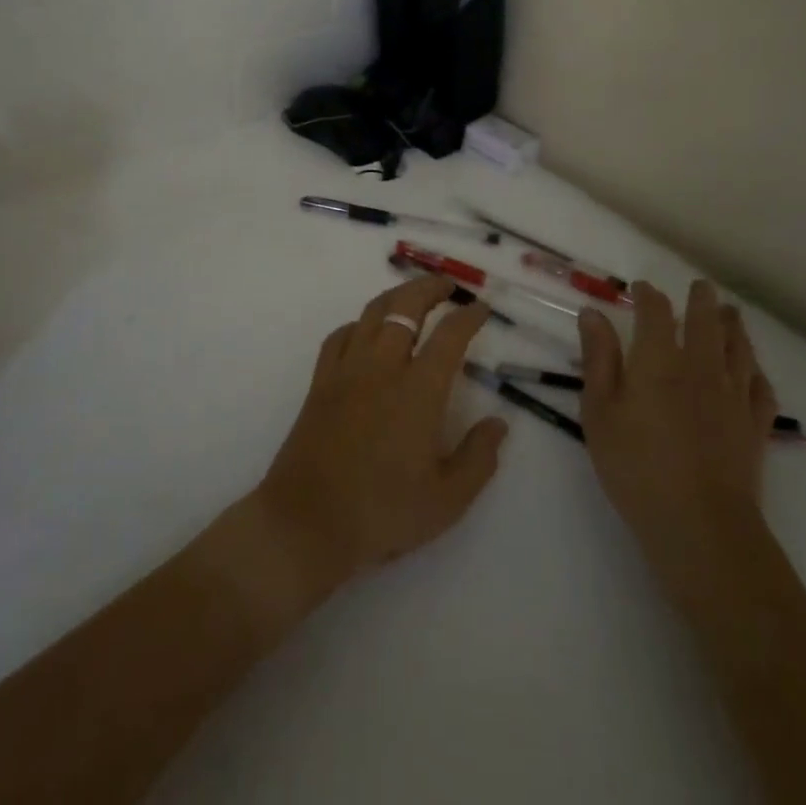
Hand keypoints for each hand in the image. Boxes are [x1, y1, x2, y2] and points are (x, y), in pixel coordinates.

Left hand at [251, 275, 509, 593]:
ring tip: (412, 296)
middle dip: (430, 288)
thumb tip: (499, 424)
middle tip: (448, 285)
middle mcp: (382, 367)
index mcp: (418, 391)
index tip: (482, 308)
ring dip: (396, 296)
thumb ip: (479, 458)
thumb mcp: (447, 501)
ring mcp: (347, 370)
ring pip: (372, 313)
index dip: (469, 316)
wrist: (307, 521)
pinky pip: (340, 335)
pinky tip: (365, 331)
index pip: (449, 336)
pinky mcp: (320, 381)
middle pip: (405, 307)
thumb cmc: (382, 513)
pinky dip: (359, 323)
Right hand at [578, 279, 777, 565]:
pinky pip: (761, 387)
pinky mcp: (755, 426)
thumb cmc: (636, 467)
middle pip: (706, 321)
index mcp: (659, 360)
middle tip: (700, 287)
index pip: (656, 312)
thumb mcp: (599, 412)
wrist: (701, 525)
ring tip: (729, 312)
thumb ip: (598, 359)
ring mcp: (733, 396)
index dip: (648, 296)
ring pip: (739, 348)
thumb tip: (593, 313)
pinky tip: (752, 370)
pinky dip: (756, 371)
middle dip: (701, 300)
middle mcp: (701, 367)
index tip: (641, 289)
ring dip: (733, 325)